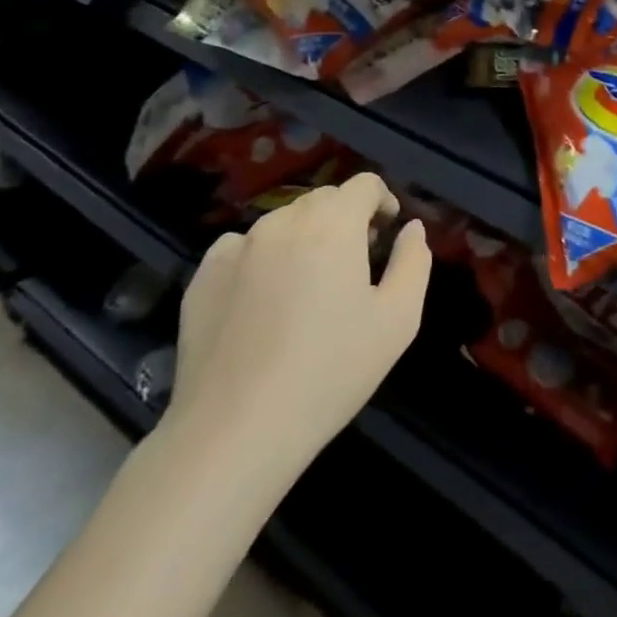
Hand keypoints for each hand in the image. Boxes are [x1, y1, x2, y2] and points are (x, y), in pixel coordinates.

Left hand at [167, 174, 431, 499]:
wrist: (236, 431)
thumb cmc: (330, 372)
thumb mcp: (397, 320)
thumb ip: (413, 262)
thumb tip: (411, 228)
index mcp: (333, 224)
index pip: (364, 185)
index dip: (382, 203)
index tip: (386, 235)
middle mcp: (283, 221)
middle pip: (324, 200)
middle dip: (345, 220)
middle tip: (353, 266)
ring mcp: (237, 246)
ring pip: (283, 223)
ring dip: (304, 238)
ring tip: (307, 288)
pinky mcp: (203, 275)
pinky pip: (242, 248)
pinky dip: (261, 259)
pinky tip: (262, 303)